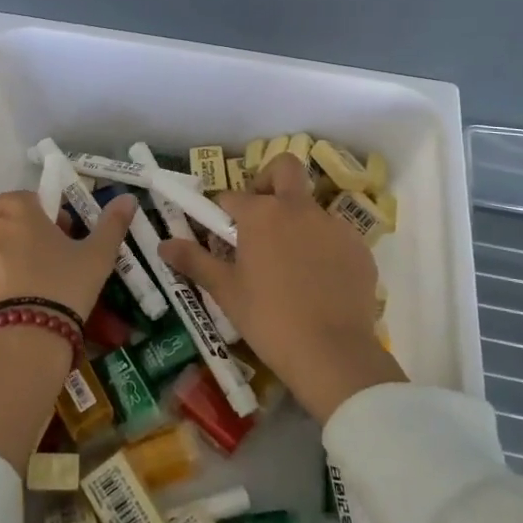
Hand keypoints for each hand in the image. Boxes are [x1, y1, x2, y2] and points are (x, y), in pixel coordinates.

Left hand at [0, 189, 136, 329]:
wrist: (15, 349)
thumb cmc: (60, 288)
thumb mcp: (96, 257)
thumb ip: (111, 224)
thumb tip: (128, 198)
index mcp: (13, 206)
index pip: (35, 202)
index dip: (55, 223)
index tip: (68, 247)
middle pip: (10, 226)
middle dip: (29, 242)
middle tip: (54, 272)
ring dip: (9, 265)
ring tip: (33, 297)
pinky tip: (13, 314)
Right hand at [159, 154, 404, 422]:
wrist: (333, 354)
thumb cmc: (269, 319)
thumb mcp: (226, 292)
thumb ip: (194, 261)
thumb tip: (164, 245)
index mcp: (261, 214)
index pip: (232, 197)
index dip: (223, 212)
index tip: (221, 234)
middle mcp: (298, 208)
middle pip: (284, 168)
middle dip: (269, 179)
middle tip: (261, 214)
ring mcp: (333, 225)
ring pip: (311, 207)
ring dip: (297, 222)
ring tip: (291, 264)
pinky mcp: (359, 247)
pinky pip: (335, 237)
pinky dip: (323, 248)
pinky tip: (319, 283)